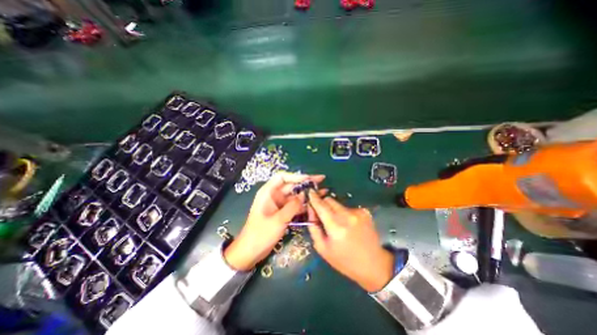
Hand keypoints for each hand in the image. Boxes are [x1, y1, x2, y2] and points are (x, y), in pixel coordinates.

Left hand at [225, 171, 325, 270]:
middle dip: (306, 183)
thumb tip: (304, 195)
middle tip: (321, 181)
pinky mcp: (283, 212)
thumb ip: (292, 206)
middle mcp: (274, 195)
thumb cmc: (261, 234)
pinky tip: (314, 205)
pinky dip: (303, 204)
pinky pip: (295, 205)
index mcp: (268, 192)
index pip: (283, 177)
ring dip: (307, 194)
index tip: (310, 178)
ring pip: (295, 195)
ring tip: (322, 192)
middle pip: (291, 185)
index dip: (296, 176)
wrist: (251, 251)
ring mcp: (279, 204)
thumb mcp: (278, 220)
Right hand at [305, 191, 395, 292]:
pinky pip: (348, 207)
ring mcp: (358, 212)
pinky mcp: (364, 212)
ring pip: (338, 203)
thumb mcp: (323, 248)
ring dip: (333, 209)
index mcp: (335, 227)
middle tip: (322, 214)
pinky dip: (344, 213)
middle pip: (329, 200)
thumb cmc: (344, 260)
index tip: (309, 192)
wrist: (373, 264)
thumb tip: (311, 210)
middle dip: (323, 204)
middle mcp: (347, 216)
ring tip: (337, 223)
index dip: (313, 197)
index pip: (321, 205)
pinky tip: (348, 225)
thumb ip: (314, 228)